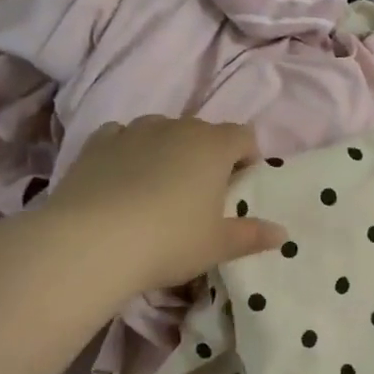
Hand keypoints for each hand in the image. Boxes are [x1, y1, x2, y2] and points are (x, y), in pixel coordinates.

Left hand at [40, 118, 286, 294]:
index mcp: (213, 146)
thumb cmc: (170, 241)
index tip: (240, 186)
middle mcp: (175, 128)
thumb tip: (282, 234)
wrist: (90, 243)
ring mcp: (132, 131)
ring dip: (168, 151)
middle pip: (202, 131)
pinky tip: (124, 180)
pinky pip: (122, 137)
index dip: (247, 157)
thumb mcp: (218, 246)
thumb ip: (252, 236)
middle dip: (208, 155)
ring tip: (161, 186)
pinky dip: (129, 151)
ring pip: (161, 131)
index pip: (243, 136)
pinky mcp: (95, 144)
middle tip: (202, 194)